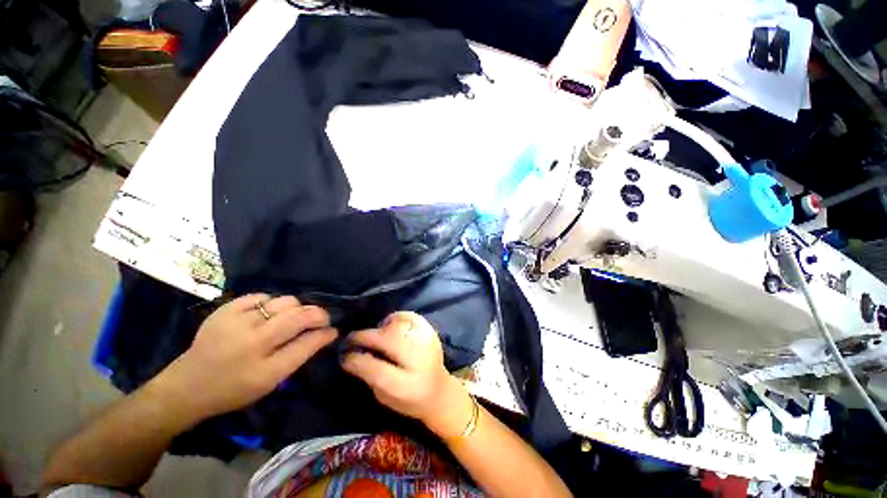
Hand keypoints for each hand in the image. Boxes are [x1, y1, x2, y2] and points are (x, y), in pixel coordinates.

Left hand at [148, 294, 337, 424]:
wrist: (186, 386)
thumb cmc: (234, 389)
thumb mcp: (270, 381)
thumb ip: (299, 355)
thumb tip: (326, 333)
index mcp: (265, 369)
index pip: (308, 343)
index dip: (325, 333)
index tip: (333, 330)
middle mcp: (252, 343)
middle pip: (299, 316)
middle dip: (318, 314)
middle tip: (319, 319)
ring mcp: (236, 323)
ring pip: (284, 302)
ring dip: (295, 308)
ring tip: (288, 318)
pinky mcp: (224, 310)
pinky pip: (260, 296)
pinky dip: (270, 303)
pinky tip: (265, 314)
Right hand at [342, 312, 473, 437]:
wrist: (439, 390)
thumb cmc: (408, 399)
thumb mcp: (385, 396)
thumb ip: (370, 376)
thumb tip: (351, 356)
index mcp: (406, 385)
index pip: (376, 369)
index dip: (356, 359)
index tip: (344, 355)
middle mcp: (419, 360)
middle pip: (388, 341)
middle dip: (365, 337)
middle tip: (352, 339)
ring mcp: (427, 341)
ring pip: (398, 325)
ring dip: (380, 328)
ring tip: (373, 335)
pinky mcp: (430, 330)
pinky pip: (409, 316)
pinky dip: (396, 318)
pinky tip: (389, 326)